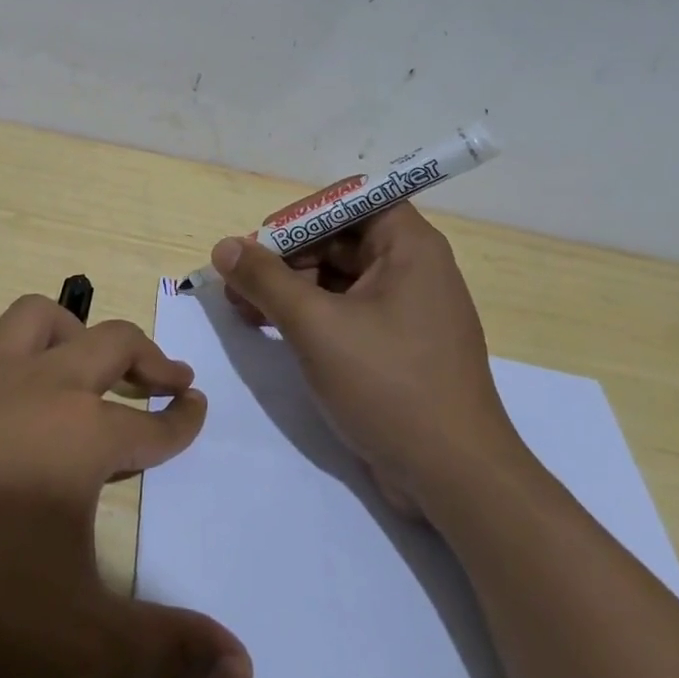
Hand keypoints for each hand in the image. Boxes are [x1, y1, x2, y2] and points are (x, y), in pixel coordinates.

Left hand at [0, 295, 252, 677]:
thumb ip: (165, 648)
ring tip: (85, 357)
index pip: (153, 423)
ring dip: (71, 329)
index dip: (183, 420)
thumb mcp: (82, 637)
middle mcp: (40, 387)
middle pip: (109, 343)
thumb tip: (244, 669)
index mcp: (84, 433)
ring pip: (36, 319)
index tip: (197, 410)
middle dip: (148, 356)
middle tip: (171, 375)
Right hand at [208, 205, 525, 518]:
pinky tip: (271, 330)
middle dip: (285, 257)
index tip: (263, 243)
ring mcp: (405, 310)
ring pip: (336, 277)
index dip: (303, 213)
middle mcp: (412, 269)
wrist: (454, 478)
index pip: (351, 199)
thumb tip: (224, 247)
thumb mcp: (315, 325)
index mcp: (409, 247)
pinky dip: (307, 314)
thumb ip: (265, 280)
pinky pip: (344, 311)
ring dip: (289, 287)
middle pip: (338, 238)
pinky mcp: (395, 346)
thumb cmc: (389, 385)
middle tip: (239, 285)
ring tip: (244, 311)